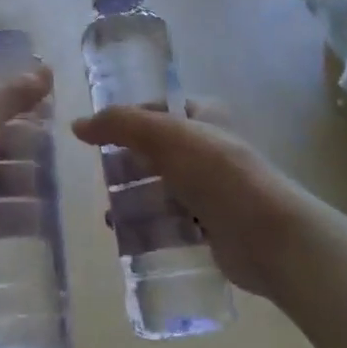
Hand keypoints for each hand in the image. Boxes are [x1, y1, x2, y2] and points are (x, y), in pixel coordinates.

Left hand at [0, 67, 52, 304]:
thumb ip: (10, 97)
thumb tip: (45, 70)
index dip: (21, 108)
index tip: (55, 114)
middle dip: (29, 149)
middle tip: (60, 155)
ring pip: (3, 183)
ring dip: (29, 183)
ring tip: (57, 189)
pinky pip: (2, 217)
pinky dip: (23, 215)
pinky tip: (45, 218)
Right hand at [71, 101, 302, 296]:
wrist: (269, 236)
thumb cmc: (217, 173)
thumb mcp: (163, 135)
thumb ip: (119, 124)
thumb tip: (77, 126)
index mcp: (204, 116)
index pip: (156, 110)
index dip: (127, 121)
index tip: (97, 138)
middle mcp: (208, 148)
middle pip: (154, 152)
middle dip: (126, 166)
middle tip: (103, 179)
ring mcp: (211, 189)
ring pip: (160, 188)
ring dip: (133, 200)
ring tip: (110, 215)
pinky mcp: (211, 226)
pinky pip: (171, 222)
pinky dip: (149, 227)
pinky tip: (128, 237)